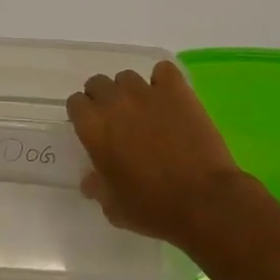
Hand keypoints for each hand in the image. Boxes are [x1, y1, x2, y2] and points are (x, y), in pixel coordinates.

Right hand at [68, 61, 252, 248]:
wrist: (204, 202)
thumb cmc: (153, 208)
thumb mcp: (114, 207)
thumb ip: (97, 187)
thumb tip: (91, 180)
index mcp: (92, 128)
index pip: (75, 102)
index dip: (83, 115)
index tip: (94, 130)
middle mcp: (113, 102)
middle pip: (97, 83)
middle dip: (103, 99)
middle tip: (118, 121)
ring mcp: (146, 92)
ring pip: (127, 77)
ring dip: (131, 91)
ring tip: (146, 111)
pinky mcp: (176, 90)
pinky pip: (163, 71)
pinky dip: (163, 81)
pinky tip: (170, 99)